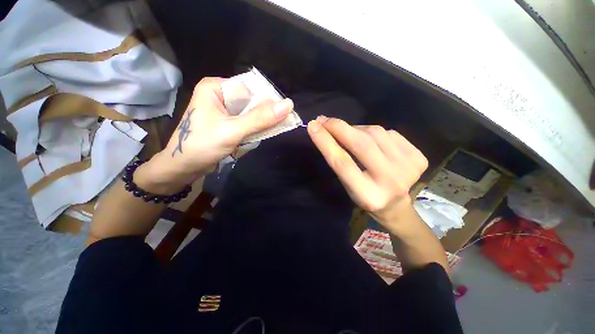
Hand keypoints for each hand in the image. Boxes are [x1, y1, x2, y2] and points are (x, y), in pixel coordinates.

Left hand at [142, 78, 293, 192]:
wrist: (183, 167)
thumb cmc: (202, 145)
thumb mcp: (233, 130)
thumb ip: (260, 118)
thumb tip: (288, 105)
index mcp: (216, 87)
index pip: (250, 88)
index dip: (268, 99)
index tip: (285, 112)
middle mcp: (219, 95)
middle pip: (251, 100)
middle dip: (265, 113)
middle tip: (282, 123)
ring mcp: (222, 109)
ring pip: (250, 112)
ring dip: (261, 122)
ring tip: (272, 130)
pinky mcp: (225, 122)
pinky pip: (246, 121)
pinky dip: (255, 128)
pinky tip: (260, 134)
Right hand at [307, 116, 427, 230]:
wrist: (396, 205)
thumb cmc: (365, 195)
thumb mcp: (347, 185)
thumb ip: (340, 161)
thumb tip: (327, 131)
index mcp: (367, 195)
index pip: (342, 163)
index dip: (326, 142)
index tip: (312, 126)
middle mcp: (390, 182)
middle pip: (361, 144)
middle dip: (339, 127)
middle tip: (324, 119)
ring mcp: (408, 168)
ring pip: (376, 133)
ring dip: (356, 129)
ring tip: (348, 133)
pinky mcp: (419, 158)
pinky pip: (390, 133)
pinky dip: (375, 133)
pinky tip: (372, 141)